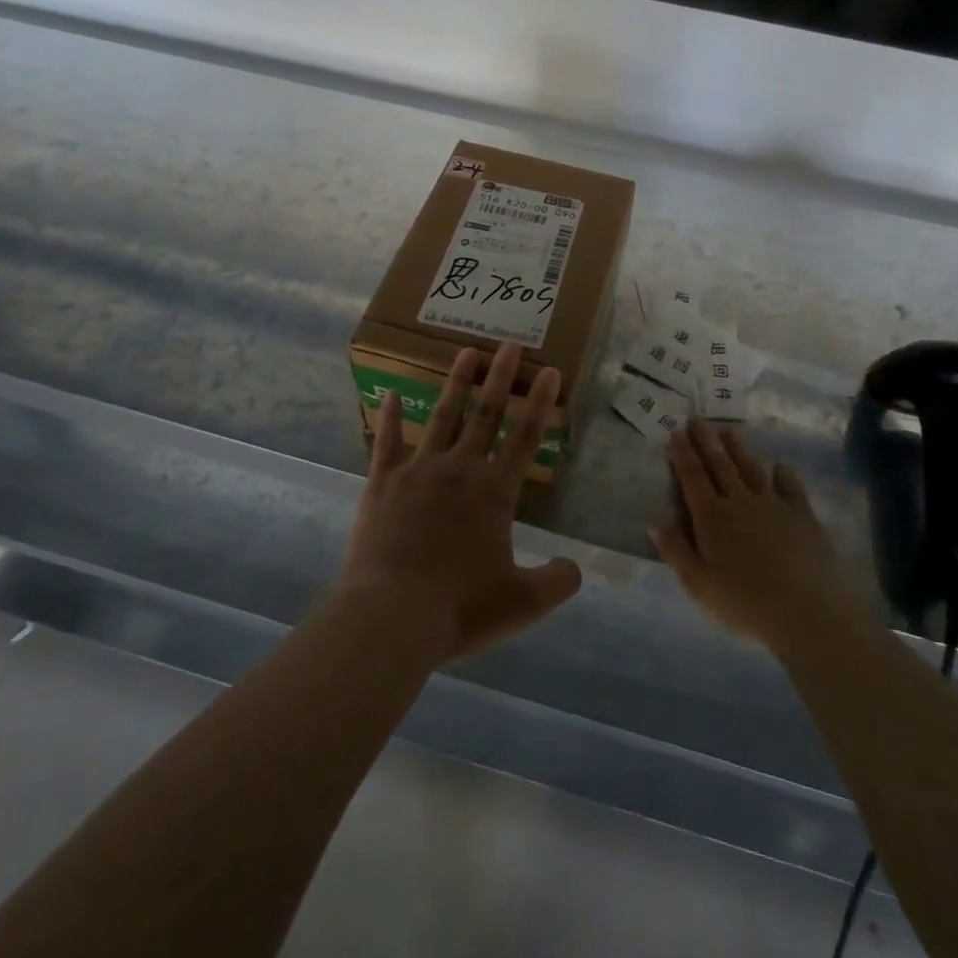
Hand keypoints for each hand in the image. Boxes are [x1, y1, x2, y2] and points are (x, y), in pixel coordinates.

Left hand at [342, 342, 582, 662]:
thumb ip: (556, 582)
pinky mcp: (382, 483)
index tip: (549, 370)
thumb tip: (575, 568)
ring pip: (442, 417)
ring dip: (456, 384)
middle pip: (486, 415)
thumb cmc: (460, 607)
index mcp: (494, 492)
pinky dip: (389, 417)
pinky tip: (389, 393)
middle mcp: (459, 470)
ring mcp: (418, 471)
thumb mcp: (522, 603)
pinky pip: (386, 443)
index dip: (540, 403)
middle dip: (500, 377)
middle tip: (509, 342)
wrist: (392, 615)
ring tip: (466, 352)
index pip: (525, 438)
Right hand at [653, 420, 852, 646]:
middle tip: (696, 419)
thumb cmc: (745, 603)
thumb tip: (655, 523)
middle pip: (719, 464)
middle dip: (705, 440)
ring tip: (728, 430)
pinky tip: (780, 467)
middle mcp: (739, 501)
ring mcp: (773, 504)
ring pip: (751, 468)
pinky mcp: (802, 514)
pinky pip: (790, 486)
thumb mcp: (699, 585)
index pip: (692, 477)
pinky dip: (783, 473)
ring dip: (738, 448)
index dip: (682, 453)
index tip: (675, 432)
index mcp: (711, 517)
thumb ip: (676, 551)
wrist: (807, 611)